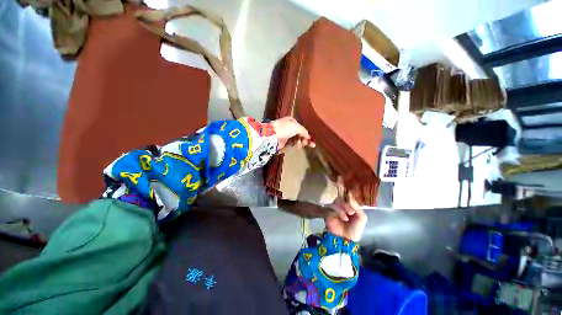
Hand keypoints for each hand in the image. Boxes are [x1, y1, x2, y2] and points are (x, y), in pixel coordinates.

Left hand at [271, 116, 314, 149]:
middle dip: (305, 139)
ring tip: (300, 144)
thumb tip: (309, 136)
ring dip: (300, 142)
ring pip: (297, 140)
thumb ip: (304, 131)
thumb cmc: (284, 128)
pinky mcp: (284, 142)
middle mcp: (289, 127)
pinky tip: (297, 146)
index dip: (307, 134)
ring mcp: (287, 135)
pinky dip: (296, 145)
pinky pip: (292, 144)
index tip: (312, 141)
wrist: (272, 136)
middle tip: (309, 144)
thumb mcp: (296, 127)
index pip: (302, 128)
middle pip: (300, 134)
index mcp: (292, 121)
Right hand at [324, 179, 367, 241]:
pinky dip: (339, 212)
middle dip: (346, 201)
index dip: (345, 185)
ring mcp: (334, 207)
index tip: (341, 176)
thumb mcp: (361, 218)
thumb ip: (357, 206)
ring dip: (344, 207)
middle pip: (342, 195)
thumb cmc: (355, 229)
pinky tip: (343, 217)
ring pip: (338, 200)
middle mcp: (342, 203)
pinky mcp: (328, 211)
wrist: (345, 240)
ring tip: (348, 216)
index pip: (347, 193)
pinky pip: (333, 207)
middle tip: (351, 211)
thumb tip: (350, 196)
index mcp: (350, 204)